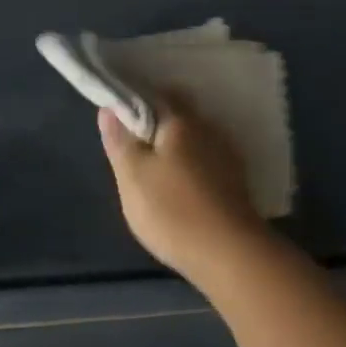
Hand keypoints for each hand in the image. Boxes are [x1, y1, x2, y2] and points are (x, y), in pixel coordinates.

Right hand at [99, 98, 269, 286]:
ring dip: (178, 144)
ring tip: (156, 168)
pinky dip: (193, 163)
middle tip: (134, 146)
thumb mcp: (133, 177)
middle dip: (158, 123)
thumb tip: (109, 108)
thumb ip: (120, 141)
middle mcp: (209, 127)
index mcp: (182, 120)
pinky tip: (183, 183)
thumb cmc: (172, 210)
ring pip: (196, 137)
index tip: (118, 117)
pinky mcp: (236, 177)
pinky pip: (208, 158)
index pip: (156, 95)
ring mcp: (227, 152)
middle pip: (179, 114)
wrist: (228, 251)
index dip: (135, 102)